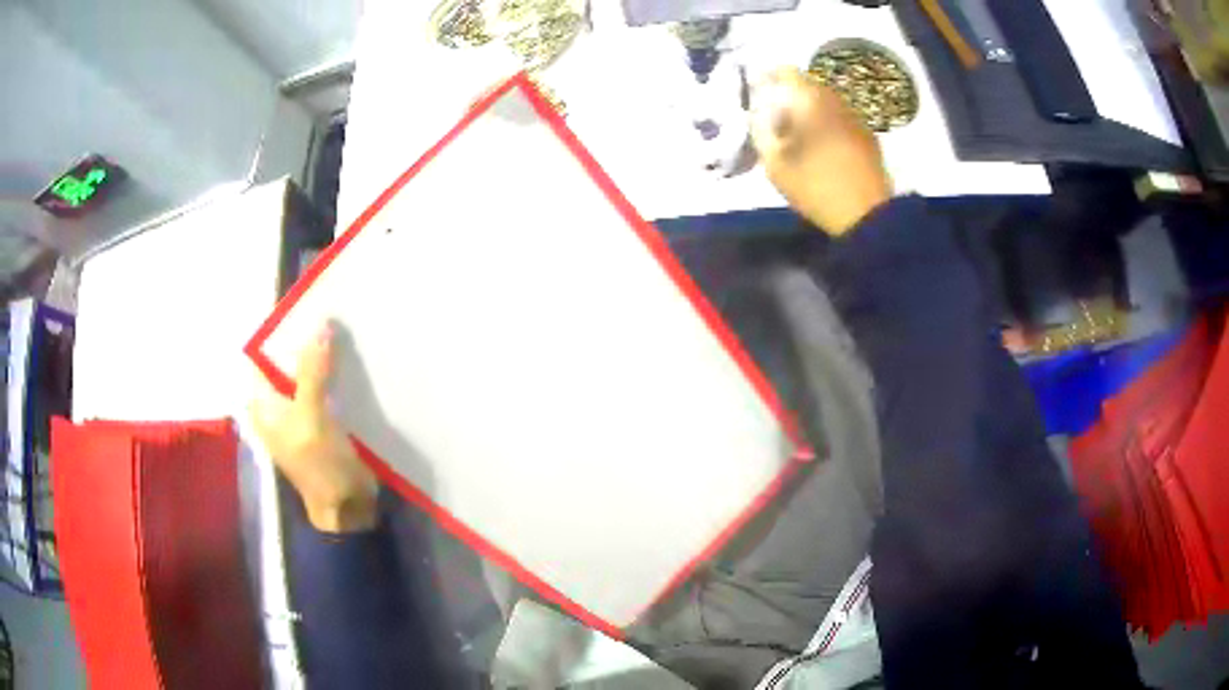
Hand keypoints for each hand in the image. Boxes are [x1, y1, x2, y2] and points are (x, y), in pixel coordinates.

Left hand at [251, 324, 378, 532]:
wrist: (347, 506)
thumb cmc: (319, 465)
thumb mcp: (311, 417)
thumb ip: (312, 372)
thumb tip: (322, 325)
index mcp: (263, 404)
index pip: (263, 356)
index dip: (280, 331)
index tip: (305, 306)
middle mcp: (276, 404)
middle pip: (287, 362)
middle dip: (306, 340)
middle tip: (331, 312)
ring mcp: (300, 412)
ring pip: (309, 373)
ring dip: (324, 356)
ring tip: (345, 329)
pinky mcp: (322, 419)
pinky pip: (325, 387)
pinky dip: (336, 373)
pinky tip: (352, 359)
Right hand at [750, 67, 892, 235]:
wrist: (867, 214)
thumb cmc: (815, 186)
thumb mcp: (774, 163)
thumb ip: (761, 133)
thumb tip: (757, 116)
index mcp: (810, 101)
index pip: (786, 73)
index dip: (768, 78)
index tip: (757, 91)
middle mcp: (835, 101)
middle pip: (808, 87)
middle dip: (789, 96)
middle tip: (774, 116)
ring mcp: (855, 118)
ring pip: (826, 103)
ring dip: (810, 111)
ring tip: (797, 134)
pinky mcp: (868, 138)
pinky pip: (841, 120)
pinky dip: (827, 125)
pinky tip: (821, 147)